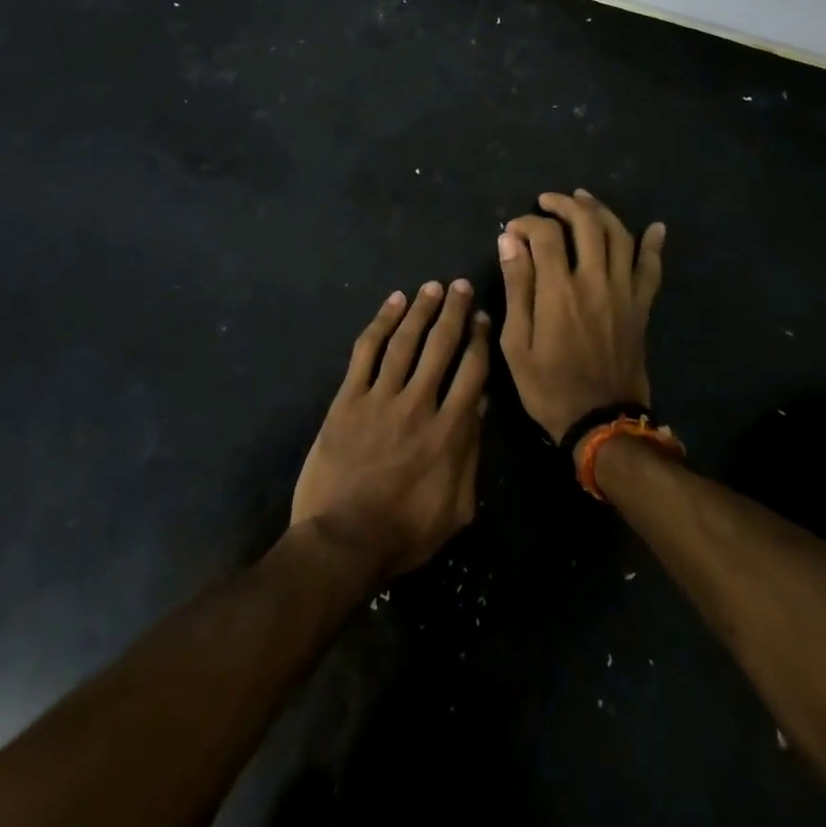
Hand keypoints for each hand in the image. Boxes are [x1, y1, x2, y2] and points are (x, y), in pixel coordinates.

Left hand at [290, 281, 489, 580]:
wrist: (342, 540)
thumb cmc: (404, 532)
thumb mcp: (456, 507)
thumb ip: (471, 454)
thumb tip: (482, 406)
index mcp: (449, 431)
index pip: (472, 372)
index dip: (479, 340)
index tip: (482, 318)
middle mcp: (419, 404)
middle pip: (441, 346)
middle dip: (454, 312)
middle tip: (461, 286)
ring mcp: (380, 397)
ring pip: (405, 341)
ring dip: (421, 310)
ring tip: (432, 287)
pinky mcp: (348, 398)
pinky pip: (366, 351)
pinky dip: (380, 323)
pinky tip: (392, 303)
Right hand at [497, 190, 664, 447]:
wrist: (601, 422)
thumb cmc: (549, 386)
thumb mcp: (516, 343)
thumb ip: (516, 286)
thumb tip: (509, 240)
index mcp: (560, 291)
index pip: (546, 235)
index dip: (527, 223)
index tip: (513, 231)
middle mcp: (595, 281)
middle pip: (586, 224)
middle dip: (564, 205)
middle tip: (547, 201)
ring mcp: (623, 292)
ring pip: (619, 236)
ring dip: (600, 211)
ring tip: (583, 199)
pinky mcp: (641, 306)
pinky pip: (651, 269)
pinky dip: (653, 245)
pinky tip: (655, 227)